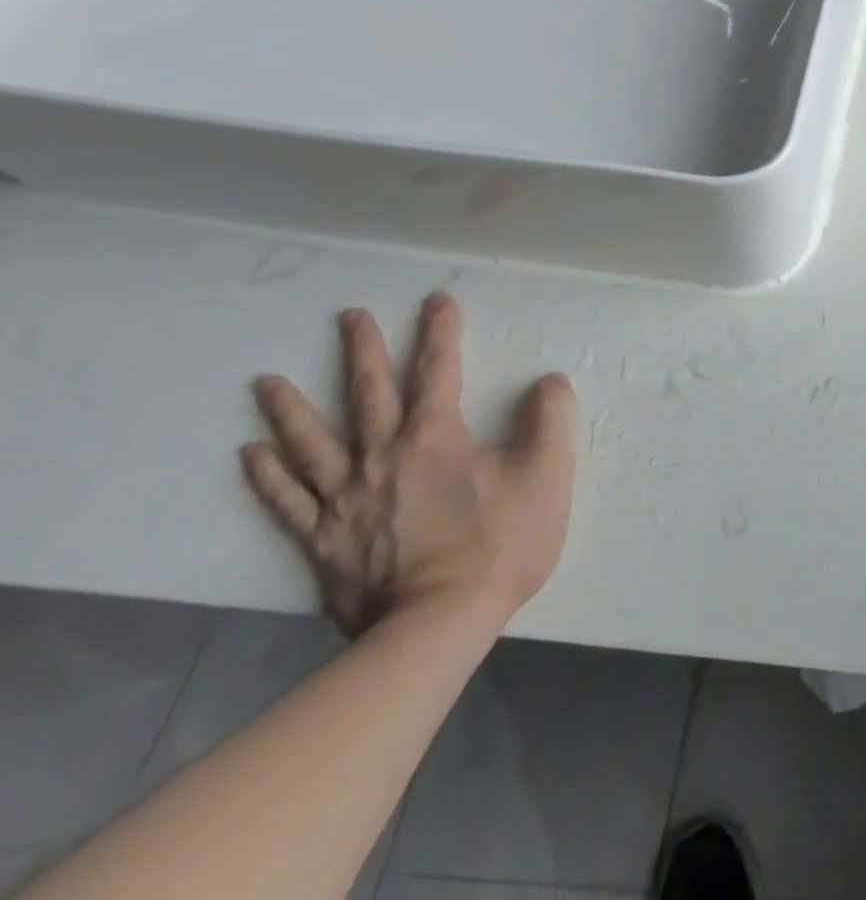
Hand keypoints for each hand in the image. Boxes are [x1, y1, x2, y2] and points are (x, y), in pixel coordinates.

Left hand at [242, 293, 577, 636]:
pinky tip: (252, 455)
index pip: (438, 371)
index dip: (440, 333)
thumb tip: (548, 381)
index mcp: (436, 438)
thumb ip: (551, 418)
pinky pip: (288, 501)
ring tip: (266, 382)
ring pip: (311, 444)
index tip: (436, 301)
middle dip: (362, 351)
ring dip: (290, 409)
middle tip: (349, 317)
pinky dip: (268, 476)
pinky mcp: (323, 540)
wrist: (438, 625)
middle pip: (367, 395)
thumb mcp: (547, 475)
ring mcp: (345, 500)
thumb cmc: (499, 544)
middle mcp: (382, 457)